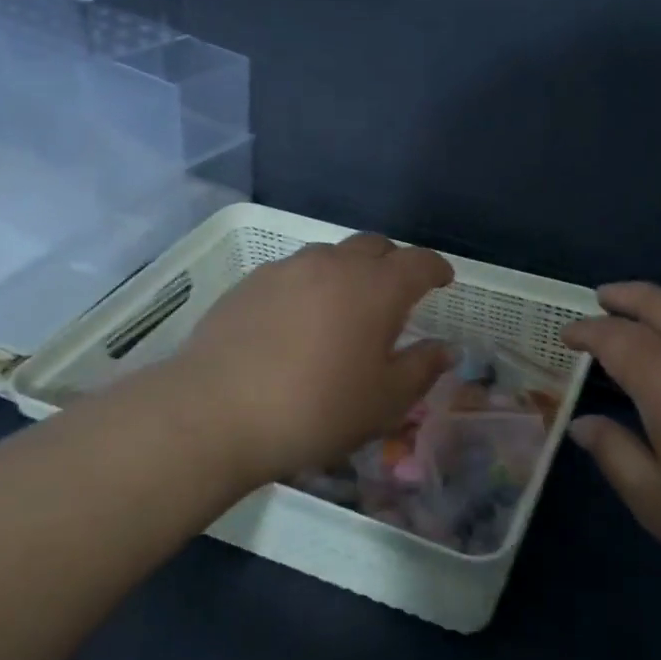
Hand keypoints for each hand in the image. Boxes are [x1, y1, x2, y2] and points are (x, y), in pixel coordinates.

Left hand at [131, 234, 454, 494]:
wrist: (215, 413)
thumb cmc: (316, 409)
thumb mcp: (384, 402)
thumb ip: (422, 368)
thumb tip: (445, 348)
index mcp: (376, 288)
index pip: (419, 263)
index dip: (436, 269)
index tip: (444, 281)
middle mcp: (334, 265)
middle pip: (374, 246)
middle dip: (394, 263)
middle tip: (397, 294)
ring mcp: (287, 269)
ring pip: (331, 255)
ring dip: (350, 271)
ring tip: (346, 306)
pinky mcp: (250, 283)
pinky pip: (294, 272)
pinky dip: (311, 285)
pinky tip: (299, 319)